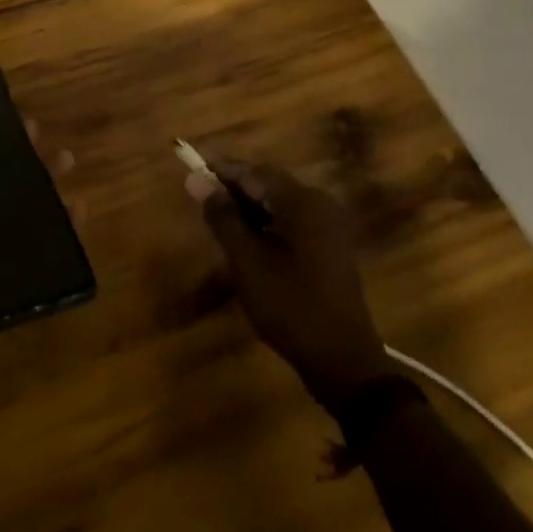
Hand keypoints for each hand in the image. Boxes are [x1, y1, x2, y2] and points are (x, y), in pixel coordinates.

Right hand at [187, 159, 393, 412]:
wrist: (342, 361)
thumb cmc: (290, 306)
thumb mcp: (247, 261)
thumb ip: (223, 217)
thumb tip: (197, 179)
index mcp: (303, 202)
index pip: (253, 172)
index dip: (220, 171)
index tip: (190, 170)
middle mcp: (320, 204)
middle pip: (267, 184)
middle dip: (233, 189)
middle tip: (199, 199)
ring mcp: (328, 226)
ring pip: (278, 204)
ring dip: (248, 208)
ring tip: (217, 220)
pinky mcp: (329, 247)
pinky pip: (291, 222)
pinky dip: (266, 224)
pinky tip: (245, 240)